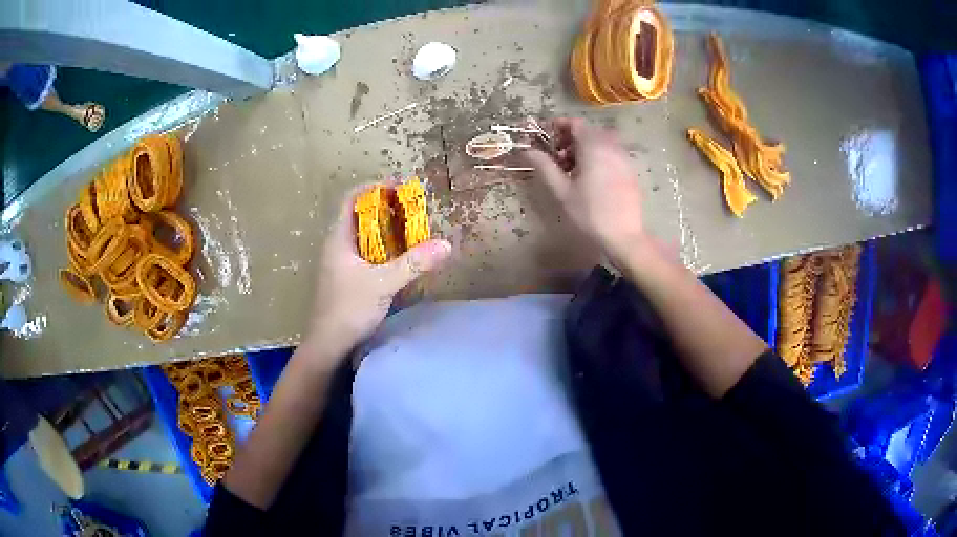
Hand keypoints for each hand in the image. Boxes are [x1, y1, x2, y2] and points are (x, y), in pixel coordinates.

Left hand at [305, 185, 451, 364]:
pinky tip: (400, 258)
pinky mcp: (346, 278)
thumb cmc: (348, 309)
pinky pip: (366, 253)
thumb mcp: (383, 284)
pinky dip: (383, 248)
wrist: (328, 345)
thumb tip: (445, 245)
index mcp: (339, 238)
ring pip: (363, 236)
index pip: (352, 199)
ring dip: (385, 229)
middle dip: (386, 209)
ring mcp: (340, 263)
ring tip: (411, 230)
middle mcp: (337, 245)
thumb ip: (414, 264)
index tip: (399, 188)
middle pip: (360, 215)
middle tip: (412, 210)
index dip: (374, 188)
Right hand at [525, 118, 646, 266]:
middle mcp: (611, 146)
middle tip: (556, 158)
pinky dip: (597, 157)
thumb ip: (544, 166)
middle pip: (588, 131)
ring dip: (583, 149)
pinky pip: (611, 154)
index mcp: (594, 147)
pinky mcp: (630, 171)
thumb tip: (527, 151)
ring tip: (571, 171)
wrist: (623, 237)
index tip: (545, 139)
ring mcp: (624, 158)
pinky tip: (590, 179)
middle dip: (570, 139)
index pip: (575, 123)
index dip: (558, 126)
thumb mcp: (562, 191)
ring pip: (601, 143)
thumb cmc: (589, 213)